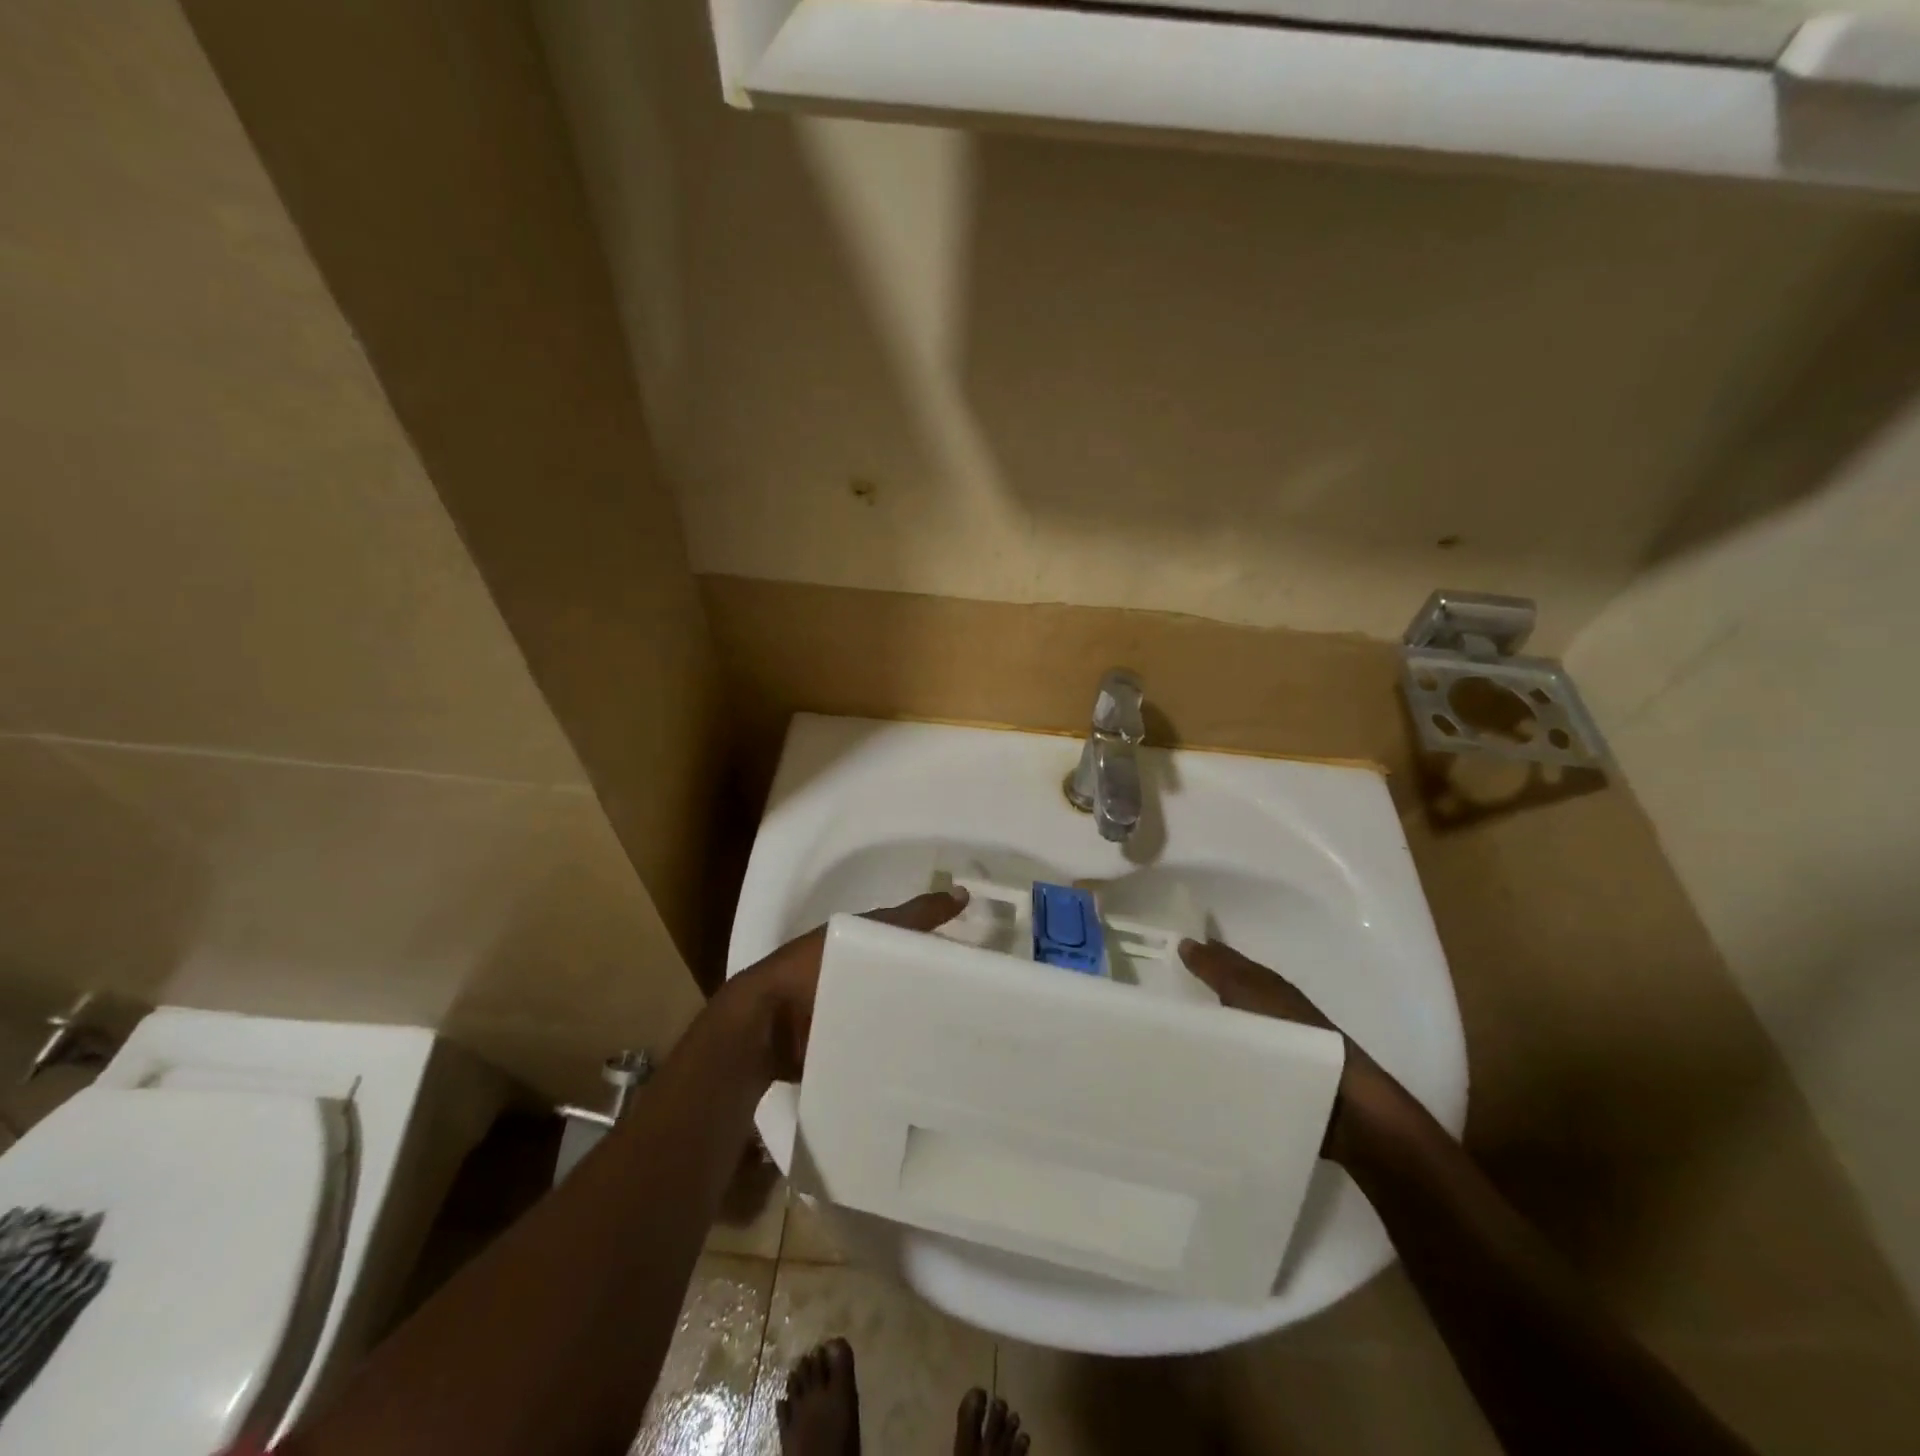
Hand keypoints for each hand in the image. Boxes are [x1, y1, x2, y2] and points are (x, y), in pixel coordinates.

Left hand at [732, 889, 969, 1081]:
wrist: (767, 1028)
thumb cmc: (815, 971)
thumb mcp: (870, 934)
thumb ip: (913, 917)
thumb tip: (963, 893)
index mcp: (860, 945)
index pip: (911, 943)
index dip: (941, 948)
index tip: (978, 965)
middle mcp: (856, 977)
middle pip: (905, 979)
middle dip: (934, 990)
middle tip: (977, 1008)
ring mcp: (847, 1014)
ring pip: (894, 1012)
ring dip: (917, 1023)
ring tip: (960, 1041)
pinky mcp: (841, 1048)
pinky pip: (879, 1044)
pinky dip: (899, 1050)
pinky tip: (929, 1062)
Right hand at [1178, 937, 1412, 1161]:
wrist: (1340, 1102)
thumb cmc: (1293, 1035)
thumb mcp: (1249, 993)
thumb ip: (1216, 969)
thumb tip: (1185, 941)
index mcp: (1263, 985)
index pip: (1222, 962)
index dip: (1197, 955)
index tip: (1158, 952)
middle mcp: (1265, 1010)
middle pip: (1222, 995)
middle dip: (1192, 995)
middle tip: (1148, 997)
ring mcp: (1269, 1047)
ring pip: (1226, 1030)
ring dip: (1202, 1032)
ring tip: (1158, 1037)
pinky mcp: (1269, 1082)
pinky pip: (1232, 1063)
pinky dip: (1214, 1061)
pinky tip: (1190, 1069)